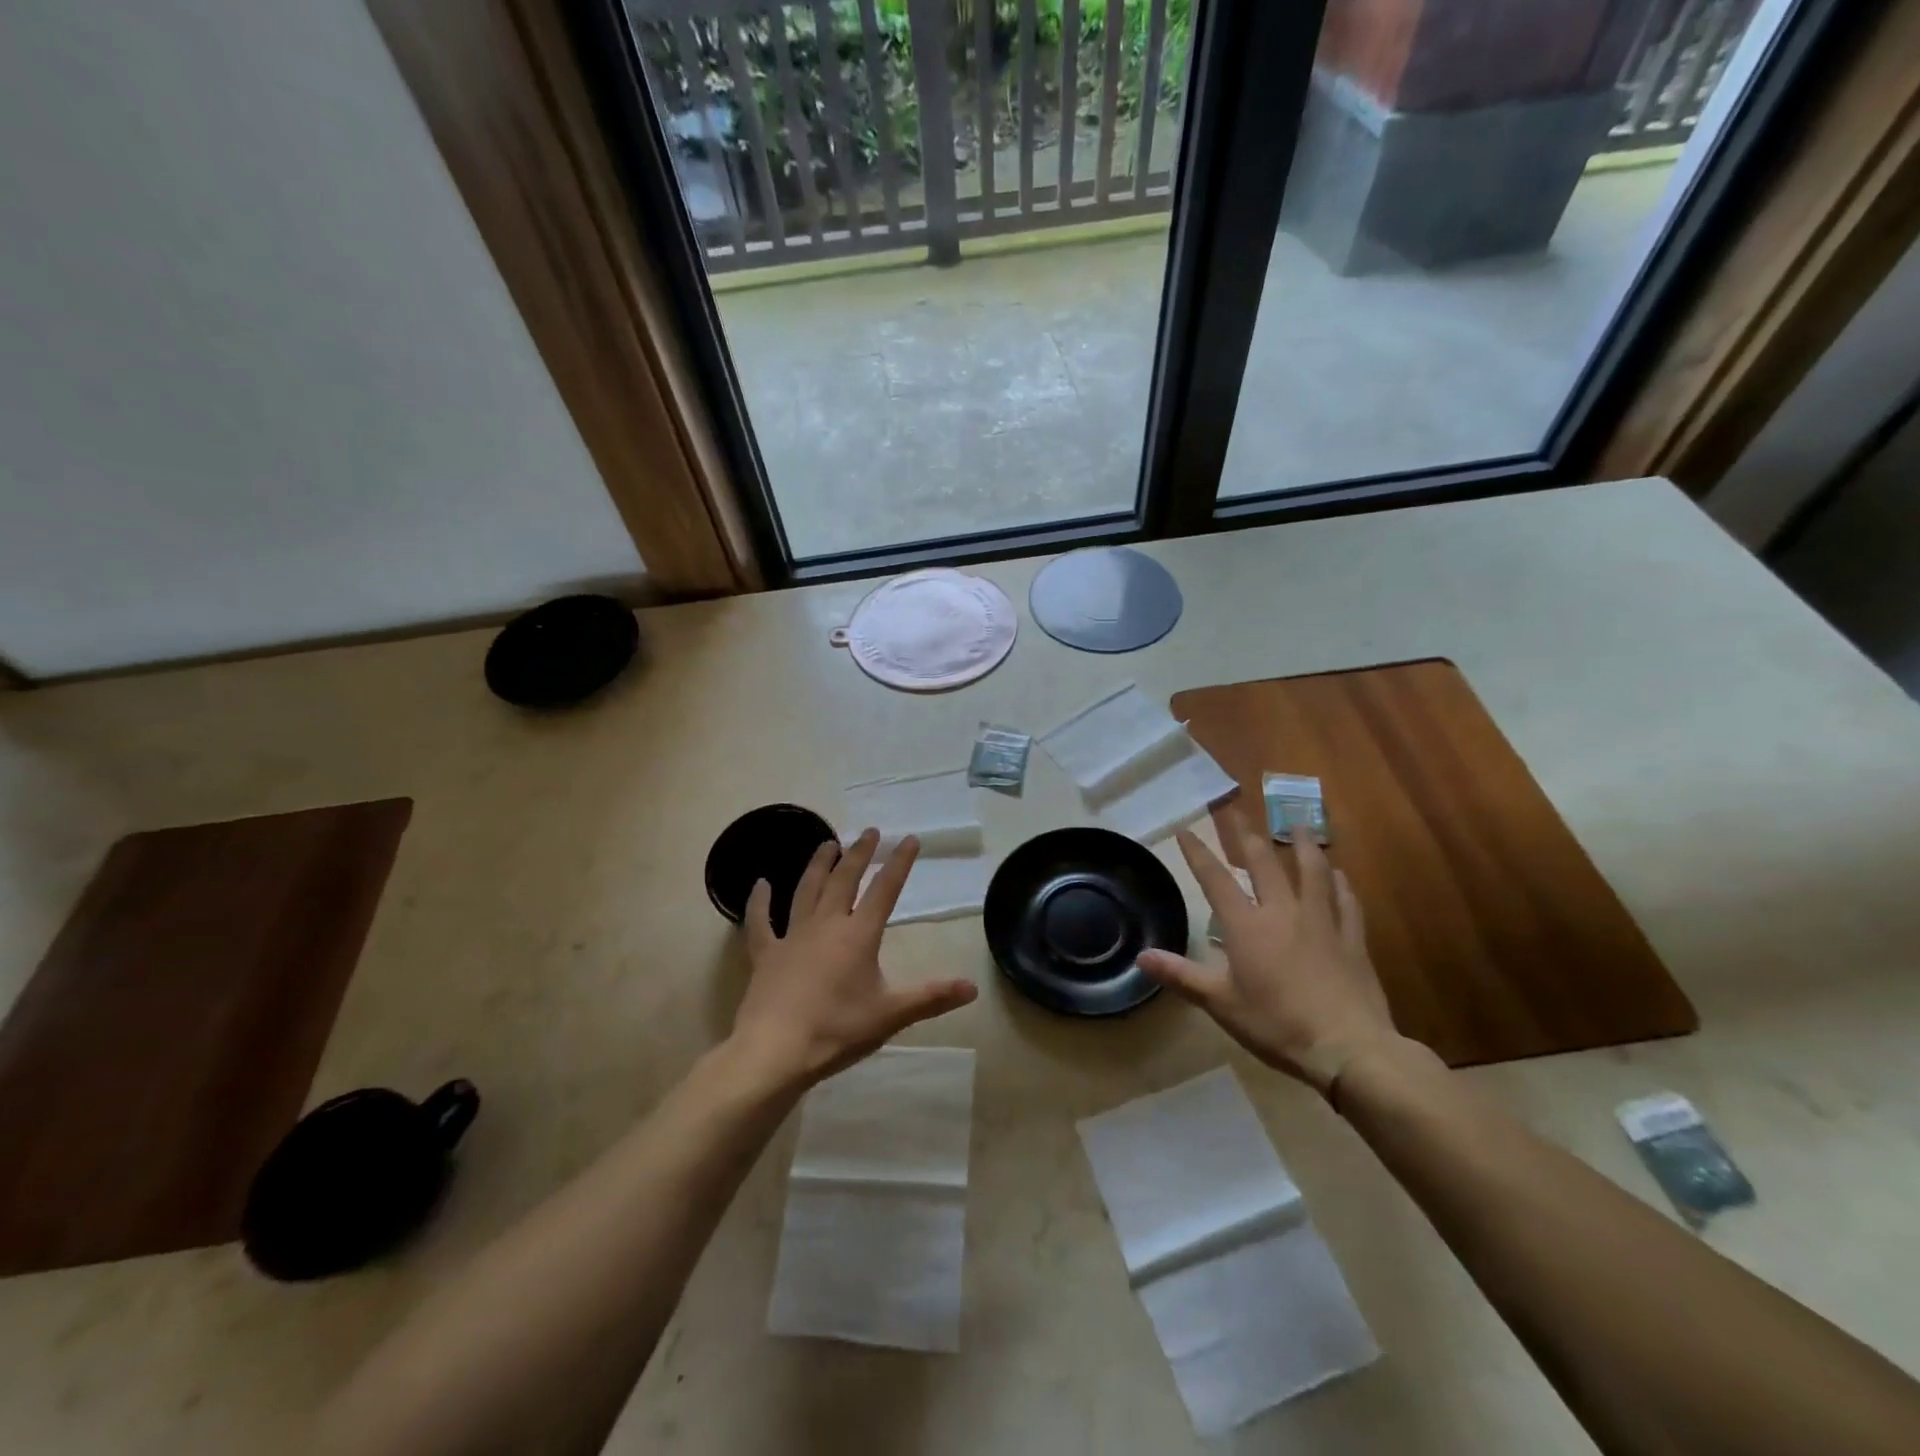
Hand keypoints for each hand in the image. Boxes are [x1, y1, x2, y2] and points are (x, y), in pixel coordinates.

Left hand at [729, 829, 977, 1089]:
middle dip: (859, 853)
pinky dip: (758, 902)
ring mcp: (793, 936)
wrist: (775, 1051)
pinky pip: (760, 922)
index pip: (885, 890)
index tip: (908, 839)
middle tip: (869, 832)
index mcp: (859, 935)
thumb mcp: (891, 1016)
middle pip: (844, 879)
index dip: (899, 863)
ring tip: (827, 843)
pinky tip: (759, 884)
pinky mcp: (766, 954)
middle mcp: (826, 924)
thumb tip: (973, 987)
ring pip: (806, 890)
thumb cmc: (837, 1030)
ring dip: (818, 865)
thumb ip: (931, 998)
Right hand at [1138, 806, 1397, 1096]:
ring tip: (1297, 823)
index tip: (1185, 831)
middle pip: (1262, 862)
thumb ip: (1181, 976)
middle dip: (1245, 834)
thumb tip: (1141, 956)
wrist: (1348, 1047)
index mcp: (1247, 926)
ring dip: (1302, 844)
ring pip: (1311, 870)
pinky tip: (1339, 873)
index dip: (1198, 854)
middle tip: (1236, 811)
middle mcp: (1282, 912)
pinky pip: (1346, 900)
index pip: (1216, 879)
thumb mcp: (1221, 1003)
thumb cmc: (1276, 1024)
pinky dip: (1340, 883)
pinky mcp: (1352, 938)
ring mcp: (1321, 921)